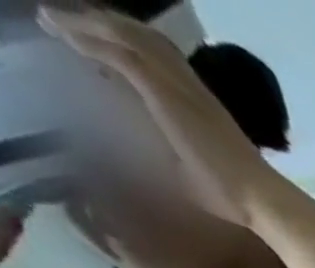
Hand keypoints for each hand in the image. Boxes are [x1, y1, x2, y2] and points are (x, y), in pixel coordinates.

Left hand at [36, 4, 286, 227]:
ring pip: (124, 35)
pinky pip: (117, 51)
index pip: (163, 61)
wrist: (261, 199)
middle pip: (142, 38)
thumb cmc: (237, 200)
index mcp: (202, 107)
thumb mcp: (193, 176)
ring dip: (86, 23)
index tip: (101, 43)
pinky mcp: (162, 91)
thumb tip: (138, 165)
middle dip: (104, 24)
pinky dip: (85, 37)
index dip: (131, 47)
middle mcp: (190, 88)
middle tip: (67, 19)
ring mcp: (178, 86)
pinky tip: (59, 31)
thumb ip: (168, 160)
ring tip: (53, 20)